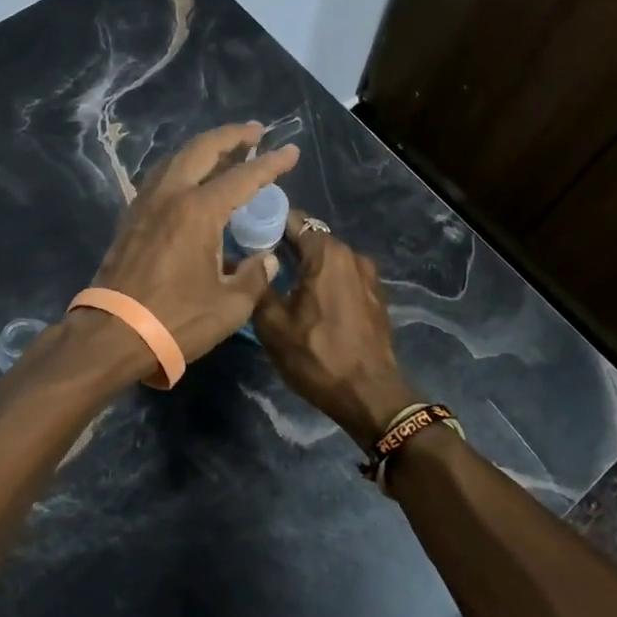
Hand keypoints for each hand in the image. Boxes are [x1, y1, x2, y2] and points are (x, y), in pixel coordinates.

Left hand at [85, 123, 299, 362]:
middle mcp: (170, 196)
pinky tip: (190, 178)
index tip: (291, 151)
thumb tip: (265, 260)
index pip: (243, 177)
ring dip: (204, 148)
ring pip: (176, 159)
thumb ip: (254, 277)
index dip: (271, 163)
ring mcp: (145, 204)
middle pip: (202, 149)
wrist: (112, 334)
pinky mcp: (131, 218)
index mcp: (198, 211)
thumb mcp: (229, 306)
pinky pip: (161, 178)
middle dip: (231, 136)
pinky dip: (182, 167)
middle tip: (255, 132)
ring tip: (225, 149)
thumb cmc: (175, 320)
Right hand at [252, 213, 419, 451]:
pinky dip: (324, 280)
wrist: (370, 395)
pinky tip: (307, 299)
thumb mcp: (273, 324)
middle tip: (255, 260)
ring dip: (305, 265)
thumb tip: (241, 261)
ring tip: (279, 281)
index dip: (266, 223)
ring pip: (328, 259)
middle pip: (311, 238)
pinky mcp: (375, 296)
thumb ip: (257, 285)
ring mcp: (368, 276)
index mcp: (327, 254)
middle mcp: (352, 255)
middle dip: (284, 245)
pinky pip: (342, 276)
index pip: (292, 220)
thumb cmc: (317, 356)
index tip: (244, 233)